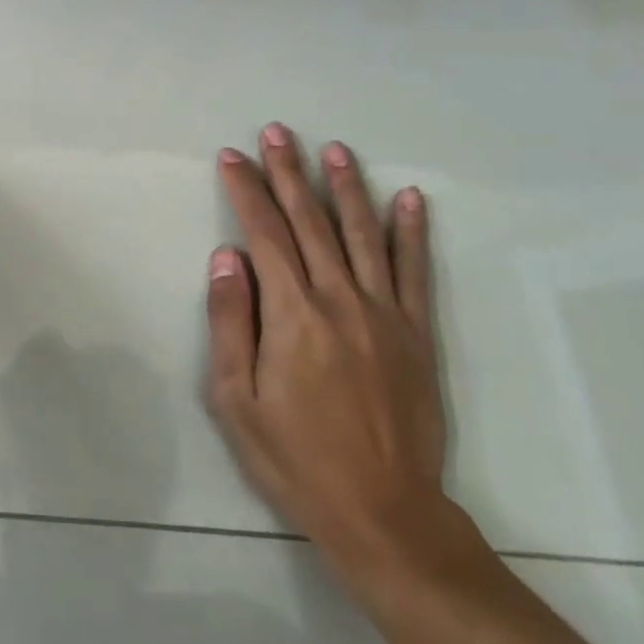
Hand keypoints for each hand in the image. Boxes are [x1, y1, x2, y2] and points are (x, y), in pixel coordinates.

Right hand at [208, 124, 454, 579]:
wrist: (383, 512)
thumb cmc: (295, 458)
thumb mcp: (236, 400)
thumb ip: (231, 322)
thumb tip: (226, 257)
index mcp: (292, 314)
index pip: (264, 233)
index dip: (246, 190)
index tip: (232, 157)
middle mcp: (340, 299)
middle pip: (310, 221)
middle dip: (290, 172)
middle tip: (277, 132)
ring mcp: (385, 313)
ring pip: (363, 233)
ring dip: (347, 187)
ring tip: (335, 149)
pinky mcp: (417, 334)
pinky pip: (415, 271)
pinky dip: (412, 231)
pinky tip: (410, 198)